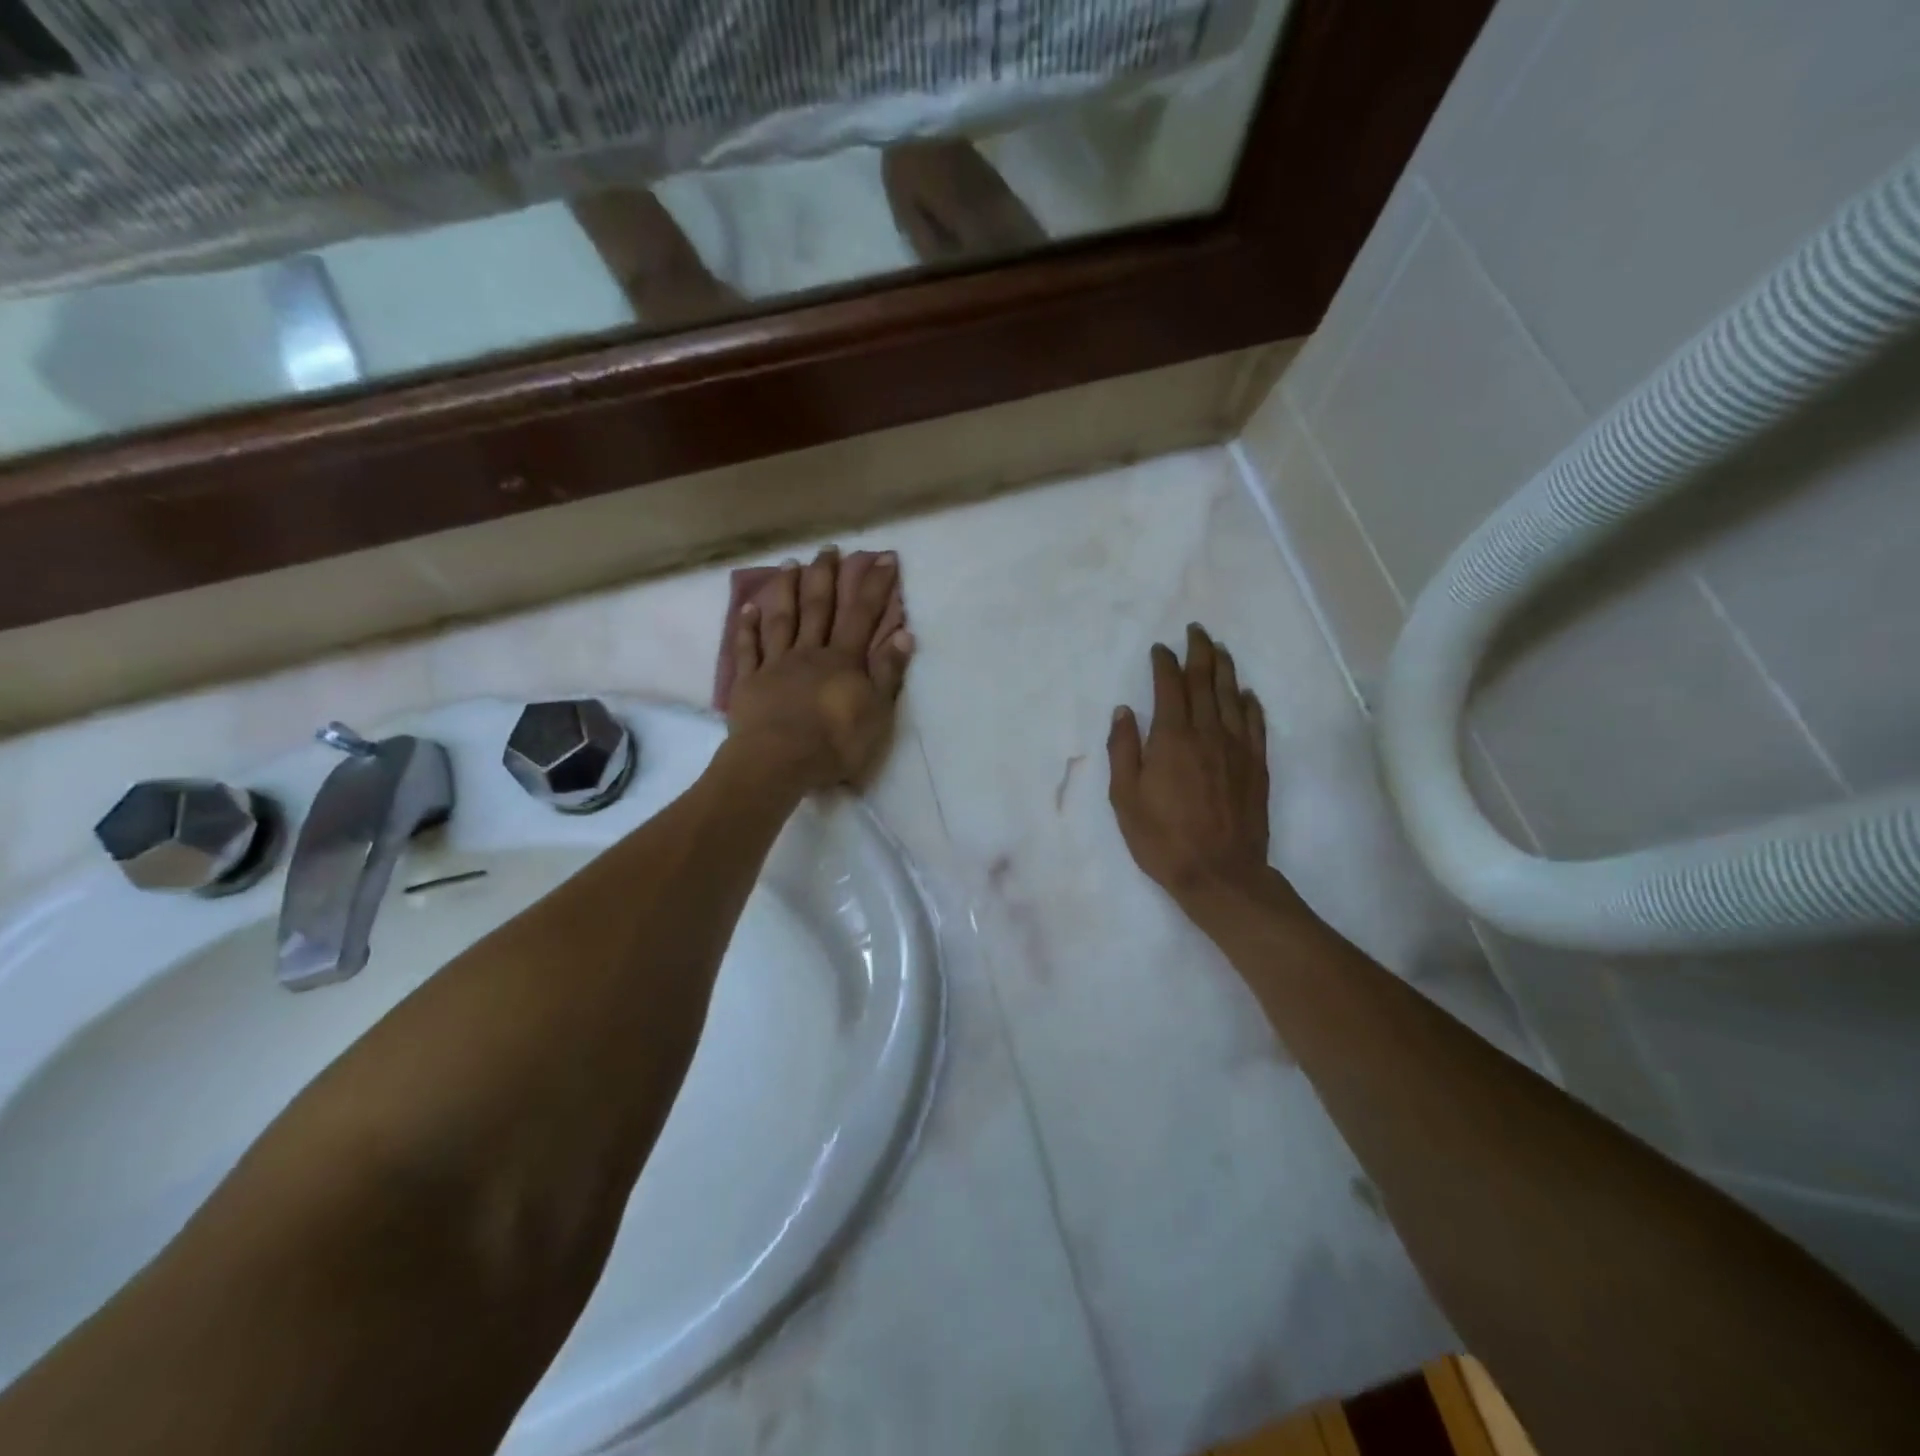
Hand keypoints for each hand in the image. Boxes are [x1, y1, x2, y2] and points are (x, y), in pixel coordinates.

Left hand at [727, 547, 914, 791]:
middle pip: (819, 608)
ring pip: (783, 620)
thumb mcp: (877, 713)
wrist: (779, 761)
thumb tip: (903, 634)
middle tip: (829, 548)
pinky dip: (747, 627)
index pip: (863, 615)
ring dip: (787, 590)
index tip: (884, 557)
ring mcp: (776, 664)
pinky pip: (748, 649)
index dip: (875, 585)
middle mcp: (810, 652)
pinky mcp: (750, 681)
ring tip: (790, 564)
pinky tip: (748, 609)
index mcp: (843, 660)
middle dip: (826, 576)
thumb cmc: (834, 742)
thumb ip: (888, 673)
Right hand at [1108, 625, 1271, 909]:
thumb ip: (1123, 750)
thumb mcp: (1125, 798)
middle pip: (1205, 682)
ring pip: (1232, 696)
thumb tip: (1124, 711)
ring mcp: (1236, 748)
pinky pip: (1255, 724)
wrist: (1220, 873)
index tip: (1160, 648)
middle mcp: (1207, 733)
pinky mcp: (1256, 765)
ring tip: (1220, 649)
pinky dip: (1250, 703)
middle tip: (1196, 631)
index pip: (1169, 687)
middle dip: (1199, 653)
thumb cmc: (1162, 838)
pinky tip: (1247, 694)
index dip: (1164, 664)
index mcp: (1171, 738)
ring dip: (1225, 669)